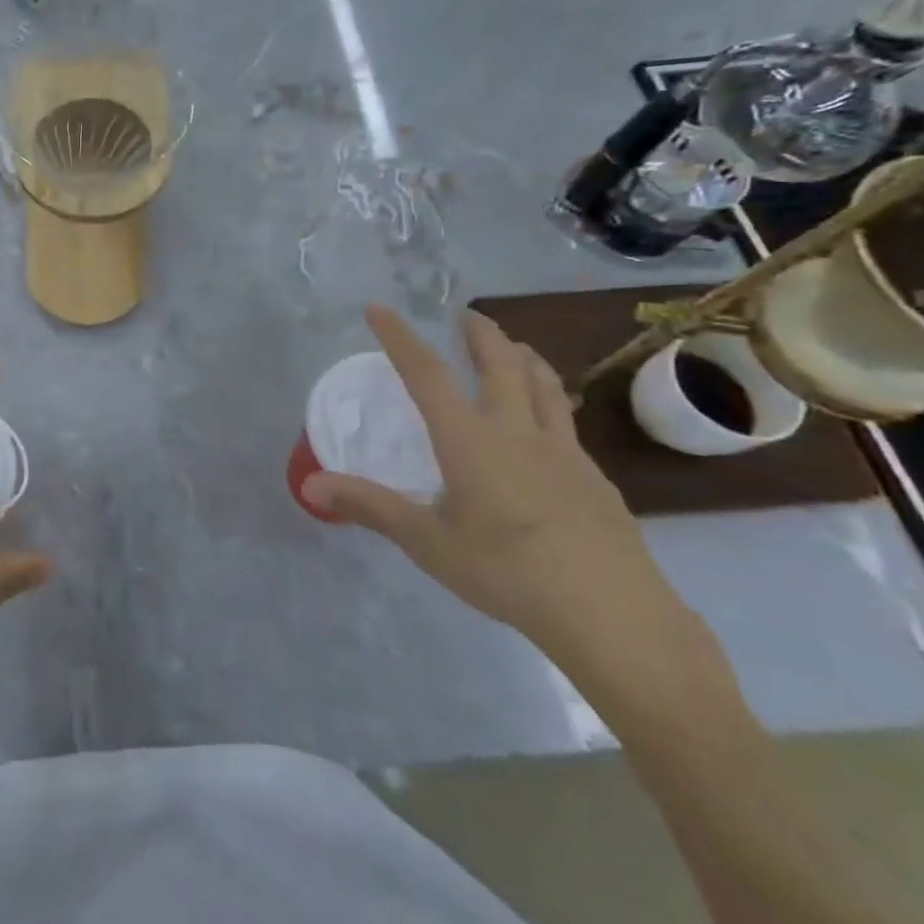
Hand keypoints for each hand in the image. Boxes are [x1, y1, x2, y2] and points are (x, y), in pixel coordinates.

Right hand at [301, 307, 719, 689]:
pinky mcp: (595, 479)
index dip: (400, 337)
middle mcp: (517, 432)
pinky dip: (550, 401)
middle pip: (501, 364)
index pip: (427, 374)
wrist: (613, 615)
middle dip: (480, 334)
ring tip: (514, 348)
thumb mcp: (427, 542)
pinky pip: (567, 422)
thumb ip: (370, 507)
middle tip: (466, 316)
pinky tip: (548, 426)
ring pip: (545, 385)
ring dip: (524, 357)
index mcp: (470, 440)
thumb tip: (309, 486)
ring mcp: (564, 453)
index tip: (379, 308)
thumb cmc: (507, 572)